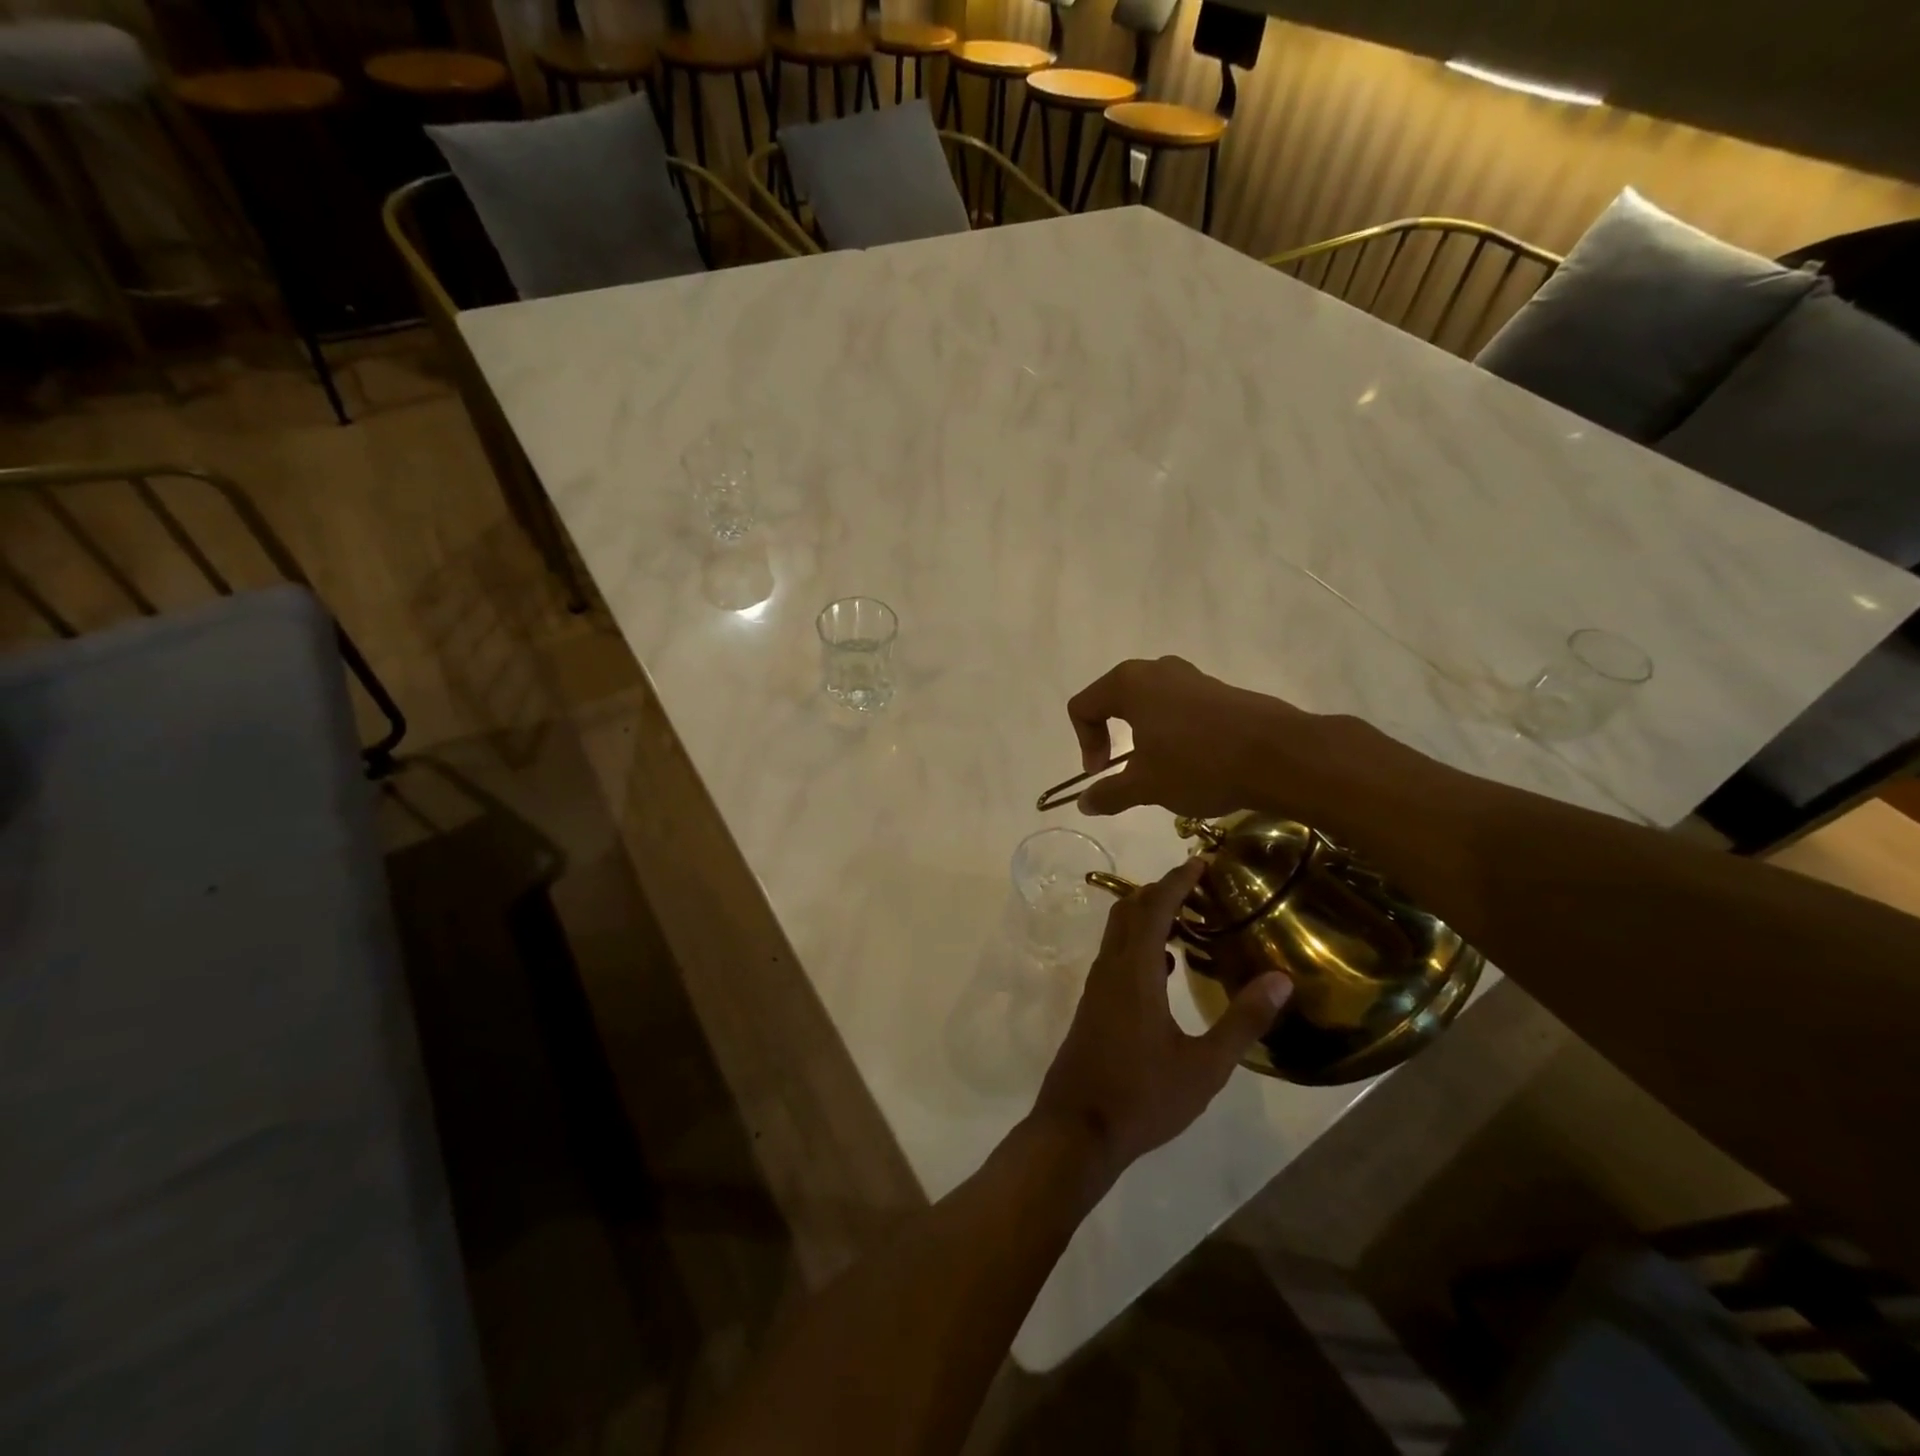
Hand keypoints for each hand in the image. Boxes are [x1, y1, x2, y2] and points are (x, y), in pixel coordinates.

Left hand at [1031, 859, 1291, 1183]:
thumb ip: (1242, 1021)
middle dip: (1160, 890)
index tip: (1200, 862)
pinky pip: (1116, 956)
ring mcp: (1097, 987)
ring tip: (1188, 920)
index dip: (1177, 880)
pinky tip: (1165, 966)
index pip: (1154, 907)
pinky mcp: (1093, 1005)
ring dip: (1147, 916)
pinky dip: (1140, 944)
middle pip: (1129, 910)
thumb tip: (1280, 979)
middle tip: (1198, 886)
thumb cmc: (1143, 1097)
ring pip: (1119, 933)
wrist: (1077, 1129)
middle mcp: (1110, 968)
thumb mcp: (1204, 1066)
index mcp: (1135, 971)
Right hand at [1067, 656, 1304, 817]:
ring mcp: (1192, 676)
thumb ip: (1109, 793)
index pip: (1083, 707)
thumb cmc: (1198, 764)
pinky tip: (1193, 761)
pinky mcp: (1219, 690)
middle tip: (1123, 769)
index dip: (1084, 743)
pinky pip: (1180, 706)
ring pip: (1149, 703)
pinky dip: (1173, 731)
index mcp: (1129, 683)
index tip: (1102, 773)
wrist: (1279, 755)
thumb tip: (1084, 804)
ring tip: (1160, 768)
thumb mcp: (1146, 786)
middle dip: (1111, 736)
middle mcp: (1157, 669)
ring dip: (1144, 735)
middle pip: (1114, 699)